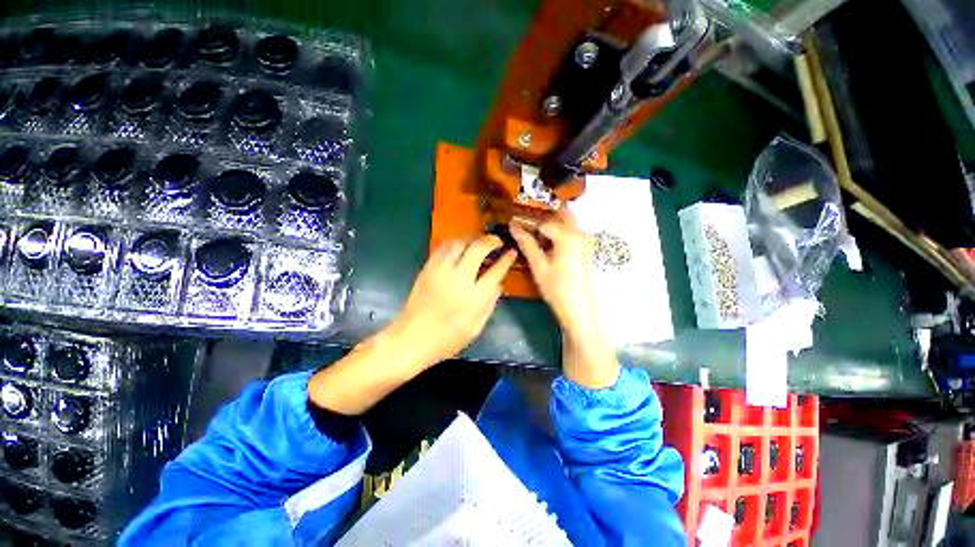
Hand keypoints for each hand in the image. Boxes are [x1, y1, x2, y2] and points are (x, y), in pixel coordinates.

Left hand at [391, 235, 516, 366]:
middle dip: (491, 241)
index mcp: (473, 298)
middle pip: (477, 249)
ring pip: (459, 243)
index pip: (495, 272)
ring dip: (473, 238)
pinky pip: (443, 247)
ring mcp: (441, 271)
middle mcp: (458, 279)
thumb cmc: (447, 338)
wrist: (412, 338)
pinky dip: (455, 242)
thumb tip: (499, 284)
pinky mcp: (428, 269)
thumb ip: (490, 304)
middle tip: (498, 241)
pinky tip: (461, 244)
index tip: (512, 252)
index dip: (506, 260)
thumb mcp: (476, 328)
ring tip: (480, 240)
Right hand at [509, 211, 598, 338]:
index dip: (530, 225)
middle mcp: (581, 233)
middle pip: (562, 215)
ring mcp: (586, 241)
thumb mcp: (538, 266)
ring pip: (568, 223)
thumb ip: (527, 244)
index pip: (545, 223)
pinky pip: (572, 232)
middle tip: (529, 228)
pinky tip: (549, 247)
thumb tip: (513, 226)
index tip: (518, 229)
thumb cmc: (556, 288)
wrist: (579, 309)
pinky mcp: (587, 249)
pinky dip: (560, 234)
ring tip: (536, 238)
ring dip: (553, 225)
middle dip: (545, 218)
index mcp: (568, 236)